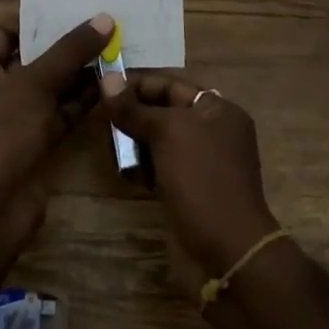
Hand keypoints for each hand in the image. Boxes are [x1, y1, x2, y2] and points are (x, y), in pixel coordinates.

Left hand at [0, 14, 113, 242]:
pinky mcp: (32, 143)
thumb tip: (104, 19)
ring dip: (78, 74)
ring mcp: (11, 119)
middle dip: (64, 47)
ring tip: (114, 50)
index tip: (71, 8)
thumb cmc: (2, 132)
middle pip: (30, 59)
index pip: (4, 32)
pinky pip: (58, 113)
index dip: (36, 21)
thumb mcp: (36, 83)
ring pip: (48, 88)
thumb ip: (70, 51)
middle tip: (101, 26)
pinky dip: (80, 101)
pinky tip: (109, 84)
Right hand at [107, 73, 278, 279]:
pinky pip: (160, 167)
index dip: (137, 83)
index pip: (171, 84)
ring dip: (134, 142)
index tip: (103, 86)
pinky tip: (125, 173)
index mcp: (218, 110)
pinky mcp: (189, 189)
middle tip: (102, 120)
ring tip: (112, 149)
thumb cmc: (201, 179)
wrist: (226, 250)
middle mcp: (213, 131)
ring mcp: (201, 163)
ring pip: (159, 140)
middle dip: (133, 114)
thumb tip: (106, 78)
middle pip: (164, 111)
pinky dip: (142, 167)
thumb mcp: (166, 133)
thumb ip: (134, 108)